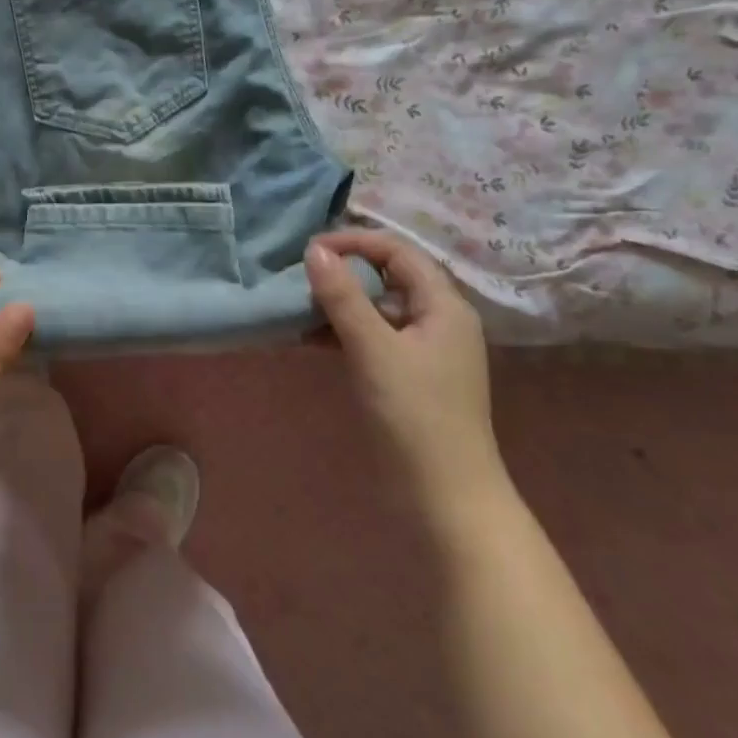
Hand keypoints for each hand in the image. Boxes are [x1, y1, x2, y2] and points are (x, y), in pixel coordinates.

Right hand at [305, 230, 506, 516]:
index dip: (354, 242)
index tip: (309, 251)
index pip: (397, 252)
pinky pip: (371, 338)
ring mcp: (422, 351)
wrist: (442, 495)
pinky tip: (307, 339)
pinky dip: (341, 333)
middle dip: (342, 272)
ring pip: (375, 310)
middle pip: (387, 277)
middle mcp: (437, 320)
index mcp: (443, 305)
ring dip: (338, 304)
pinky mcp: (406, 376)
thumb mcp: (373, 348)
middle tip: (298, 278)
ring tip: (295, 307)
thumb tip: (315, 250)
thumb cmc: (412, 414)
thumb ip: (343, 296)